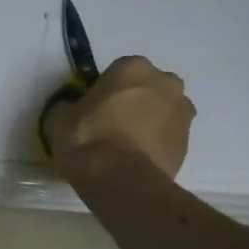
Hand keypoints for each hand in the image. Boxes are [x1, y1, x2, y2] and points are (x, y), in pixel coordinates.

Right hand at [45, 55, 194, 179]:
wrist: (122, 180)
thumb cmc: (88, 138)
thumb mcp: (59, 118)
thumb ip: (68, 106)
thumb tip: (72, 108)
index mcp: (133, 68)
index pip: (117, 71)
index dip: (103, 89)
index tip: (91, 108)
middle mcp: (165, 83)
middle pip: (146, 87)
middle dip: (133, 101)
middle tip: (110, 123)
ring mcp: (183, 113)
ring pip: (161, 111)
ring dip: (148, 121)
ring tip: (124, 144)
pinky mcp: (188, 142)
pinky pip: (168, 135)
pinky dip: (155, 142)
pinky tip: (135, 158)